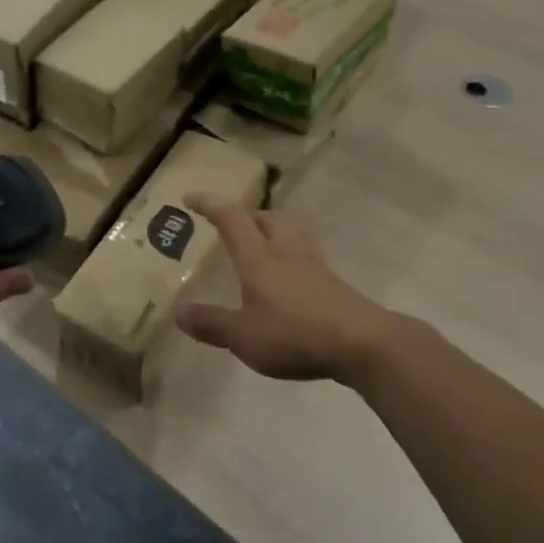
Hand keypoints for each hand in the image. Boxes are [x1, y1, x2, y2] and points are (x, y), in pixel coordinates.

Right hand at [176, 199, 415, 384]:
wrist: (363, 344)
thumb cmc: (295, 334)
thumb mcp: (243, 336)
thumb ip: (211, 323)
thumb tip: (180, 312)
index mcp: (258, 257)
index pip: (230, 218)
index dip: (209, 204)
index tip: (190, 198)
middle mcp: (285, 251)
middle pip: (266, 217)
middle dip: (246, 215)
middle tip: (231, 224)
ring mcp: (314, 265)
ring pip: (291, 232)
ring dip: (273, 228)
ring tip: (262, 241)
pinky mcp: (334, 283)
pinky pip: (307, 255)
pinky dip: (292, 255)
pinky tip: (291, 275)